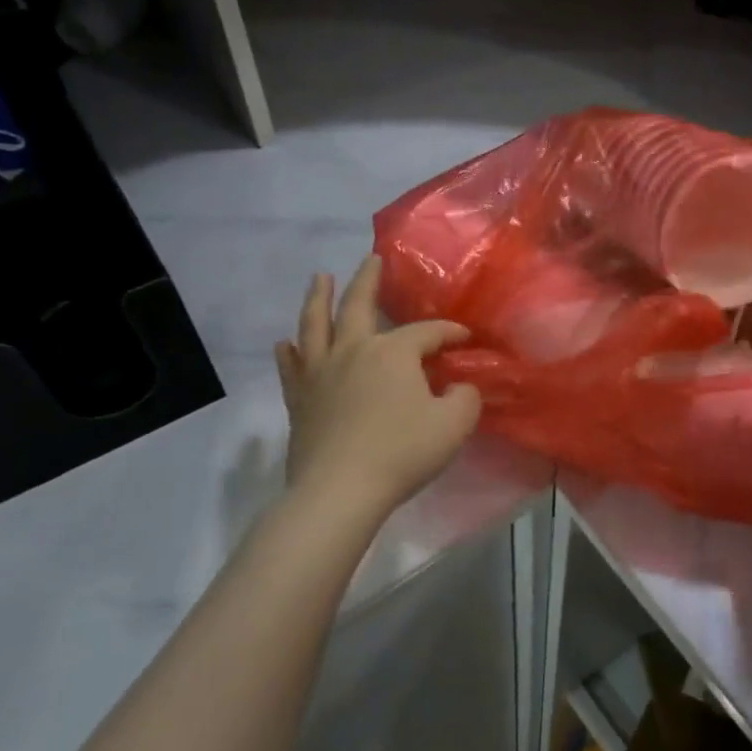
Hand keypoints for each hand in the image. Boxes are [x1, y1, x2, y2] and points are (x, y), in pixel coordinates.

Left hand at [274, 255, 481, 516]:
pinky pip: (291, 368)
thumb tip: (459, 386)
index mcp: (392, 352)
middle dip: (368, 280)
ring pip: (316, 325)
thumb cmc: (402, 452)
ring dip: (318, 298)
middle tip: (372, 259)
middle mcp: (352, 351)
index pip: (427, 332)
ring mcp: (320, 373)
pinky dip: (288, 352)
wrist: (340, 491)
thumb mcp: (454, 424)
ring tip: (319, 278)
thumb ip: (465, 398)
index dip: (449, 332)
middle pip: (358, 306)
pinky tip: (285, 343)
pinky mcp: (299, 400)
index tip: (466, 338)